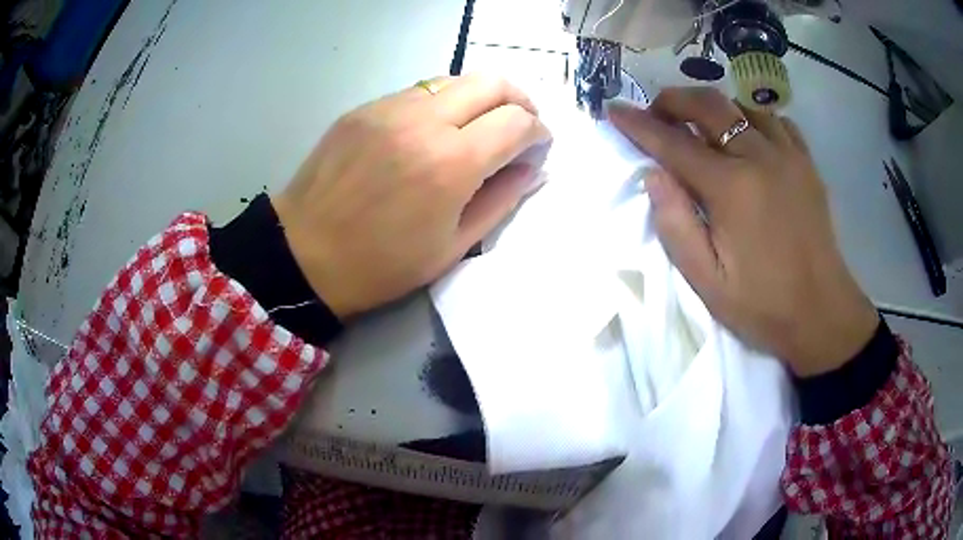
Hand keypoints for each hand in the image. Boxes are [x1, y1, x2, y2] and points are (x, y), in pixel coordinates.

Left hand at [272, 74, 551, 318]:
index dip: (538, 132)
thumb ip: (501, 200)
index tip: (538, 147)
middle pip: (492, 82)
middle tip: (519, 126)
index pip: (517, 121)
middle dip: (519, 100)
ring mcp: (389, 108)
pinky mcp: (364, 108)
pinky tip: (434, 130)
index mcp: (451, 163)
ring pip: (455, 80)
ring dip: (480, 98)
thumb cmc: (381, 264)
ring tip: (478, 127)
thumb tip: (532, 169)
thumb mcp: (452, 247)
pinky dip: (442, 103)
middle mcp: (424, 121)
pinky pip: (418, 91)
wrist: (303, 254)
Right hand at [608, 87, 877, 376]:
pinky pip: (776, 121)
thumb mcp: (708, 282)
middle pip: (709, 105)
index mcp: (731, 188)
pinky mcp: (807, 163)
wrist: (821, 313)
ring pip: (743, 106)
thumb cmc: (763, 304)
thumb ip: (676, 226)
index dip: (639, 124)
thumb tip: (653, 175)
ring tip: (702, 127)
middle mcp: (759, 158)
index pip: (674, 143)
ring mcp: (788, 156)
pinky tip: (748, 137)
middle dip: (674, 100)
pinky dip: (753, 118)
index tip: (614, 109)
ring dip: (714, 108)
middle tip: (657, 113)